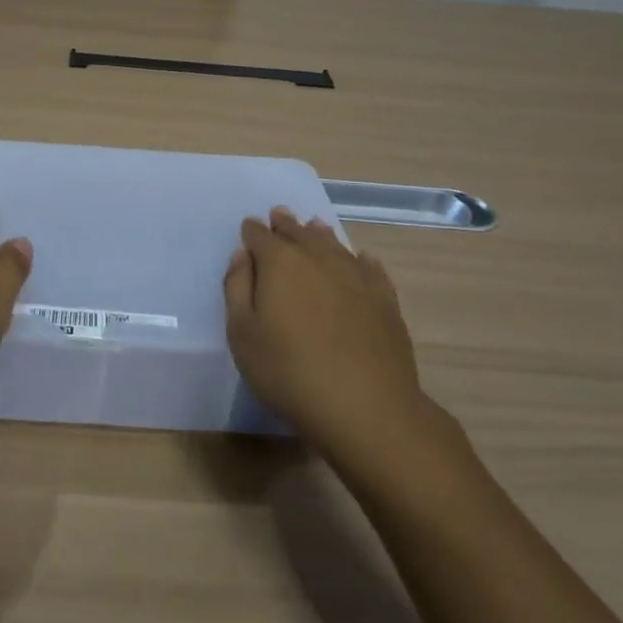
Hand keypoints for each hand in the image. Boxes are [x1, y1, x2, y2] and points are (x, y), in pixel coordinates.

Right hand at [224, 207, 433, 463]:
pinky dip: (358, 259)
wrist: (365, 406)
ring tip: (313, 227)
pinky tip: (359, 260)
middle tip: (279, 216)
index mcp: (280, 263)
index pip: (261, 236)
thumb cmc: (288, 371)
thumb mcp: (242, 334)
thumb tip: (243, 256)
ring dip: (319, 235)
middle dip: (286, 225)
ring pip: (334, 244)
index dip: (252, 231)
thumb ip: (237, 288)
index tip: (249, 227)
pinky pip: (369, 267)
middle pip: (299, 233)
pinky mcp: (385, 298)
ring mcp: (356, 276)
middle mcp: (319, 258)